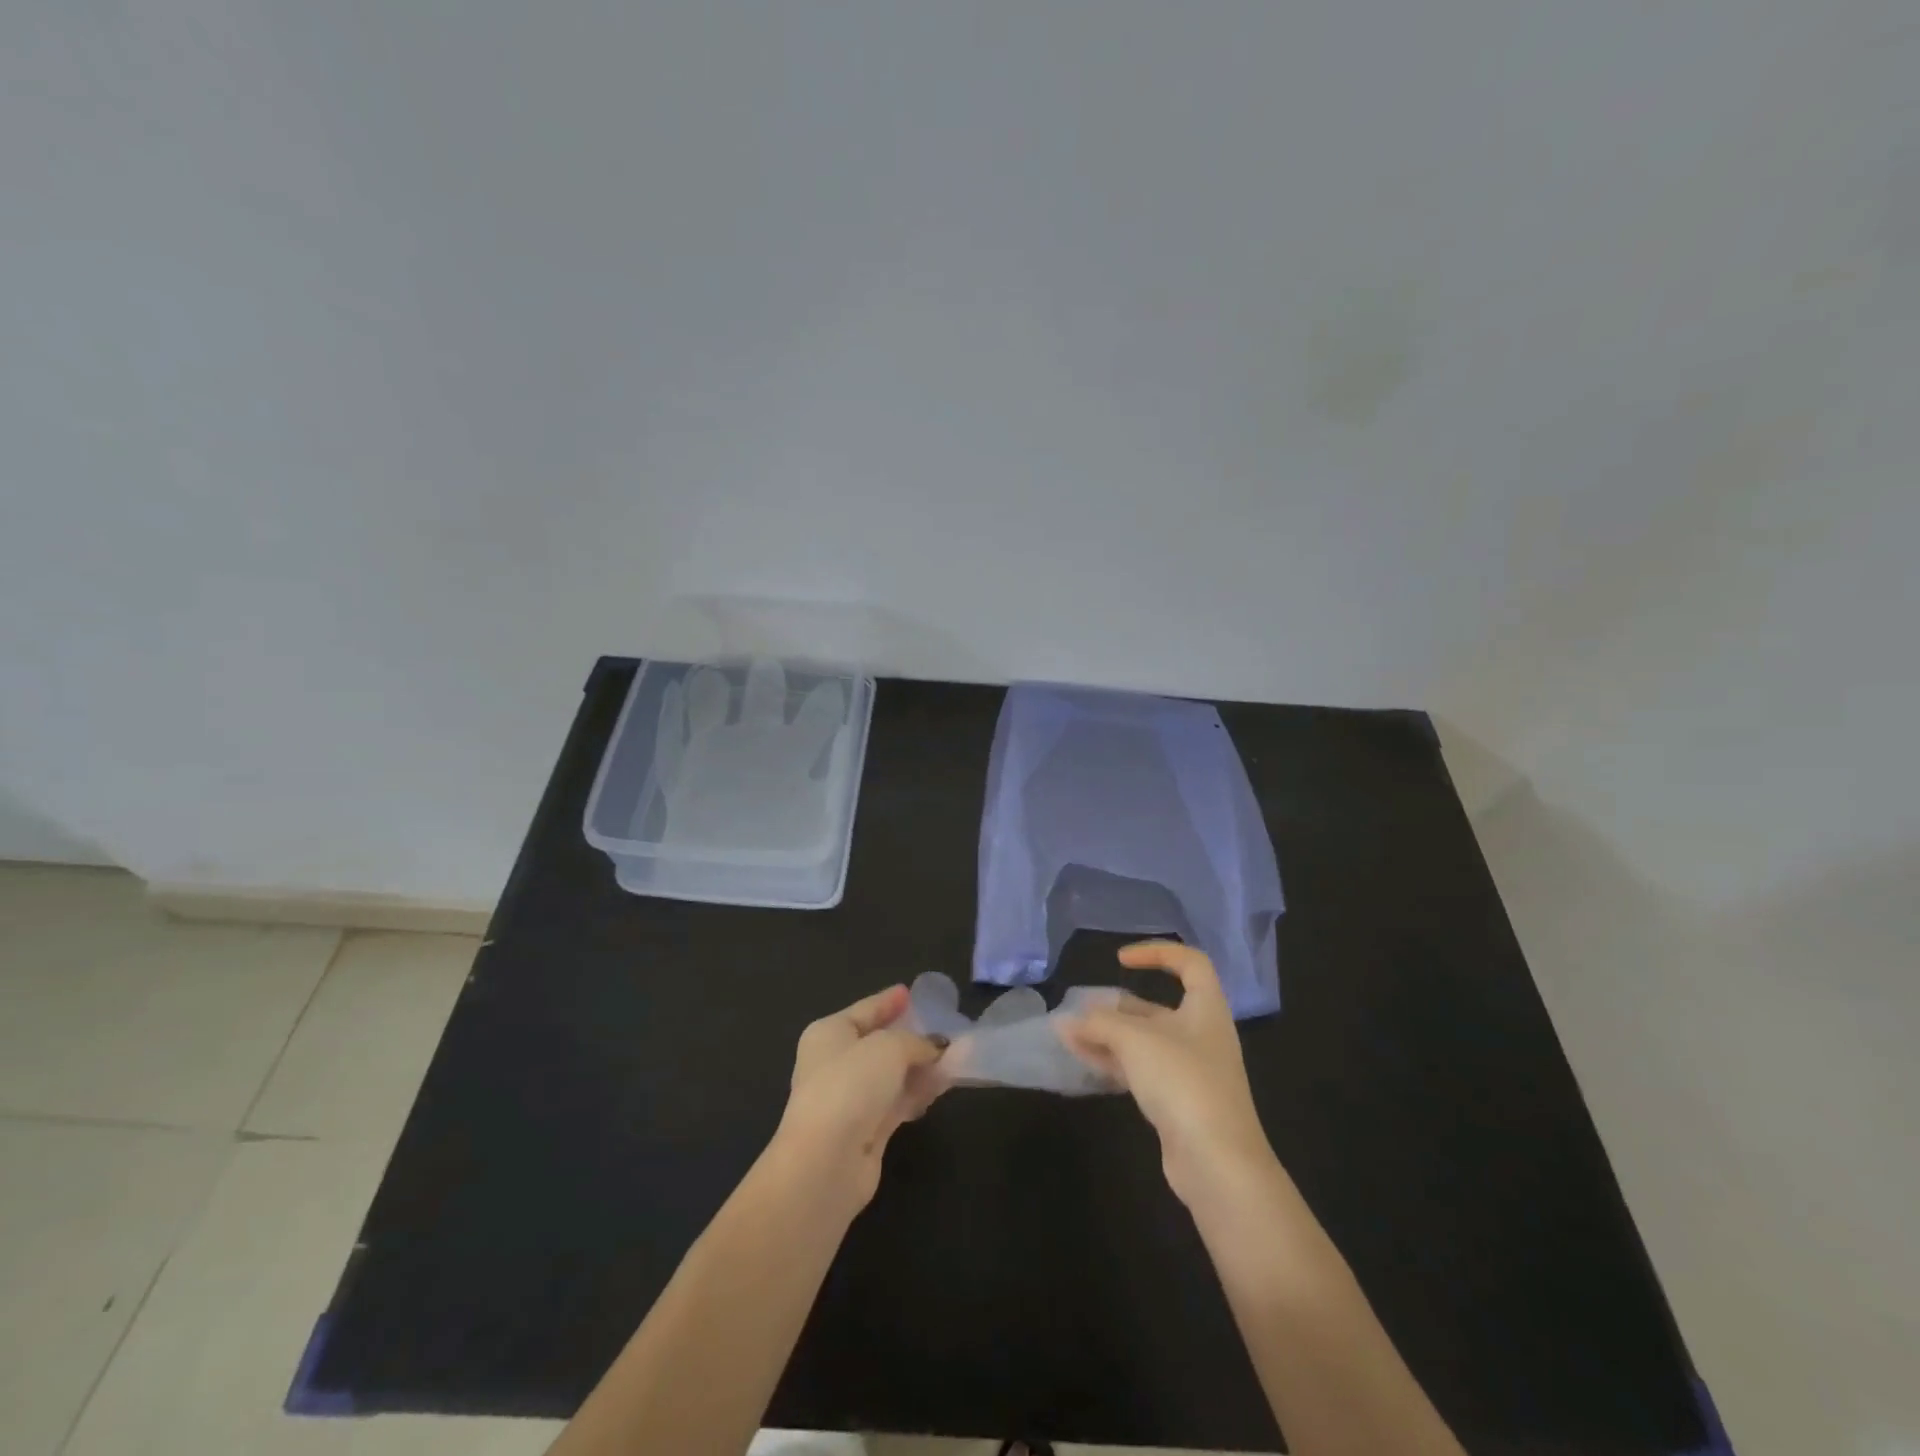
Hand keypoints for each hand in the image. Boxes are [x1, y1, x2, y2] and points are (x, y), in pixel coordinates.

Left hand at [776, 985, 945, 1206]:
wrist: (826, 1162)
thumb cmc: (851, 1085)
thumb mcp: (890, 1047)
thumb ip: (916, 1042)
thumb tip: (934, 1048)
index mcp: (829, 1033)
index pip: (865, 1009)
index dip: (888, 1000)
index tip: (909, 991)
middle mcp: (834, 1064)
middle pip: (878, 1043)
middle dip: (910, 1037)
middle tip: (942, 1028)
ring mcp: (849, 1100)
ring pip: (891, 1075)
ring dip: (920, 1067)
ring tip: (954, 1057)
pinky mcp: (865, 1132)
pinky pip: (897, 1102)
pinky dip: (917, 1093)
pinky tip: (942, 1087)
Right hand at [1060, 941, 1277, 1205]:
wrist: (1218, 1164)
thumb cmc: (1184, 1082)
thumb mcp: (1136, 1040)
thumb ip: (1099, 1024)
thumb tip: (1067, 1021)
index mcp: (1206, 1009)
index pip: (1190, 963)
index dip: (1157, 952)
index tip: (1121, 960)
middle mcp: (1201, 1035)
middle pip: (1158, 1007)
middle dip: (1117, 1006)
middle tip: (1082, 1008)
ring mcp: (1190, 1071)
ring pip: (1144, 1042)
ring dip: (1108, 1036)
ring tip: (1069, 1035)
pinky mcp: (1177, 1103)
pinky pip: (1141, 1071)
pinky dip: (1113, 1062)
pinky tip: (1082, 1061)